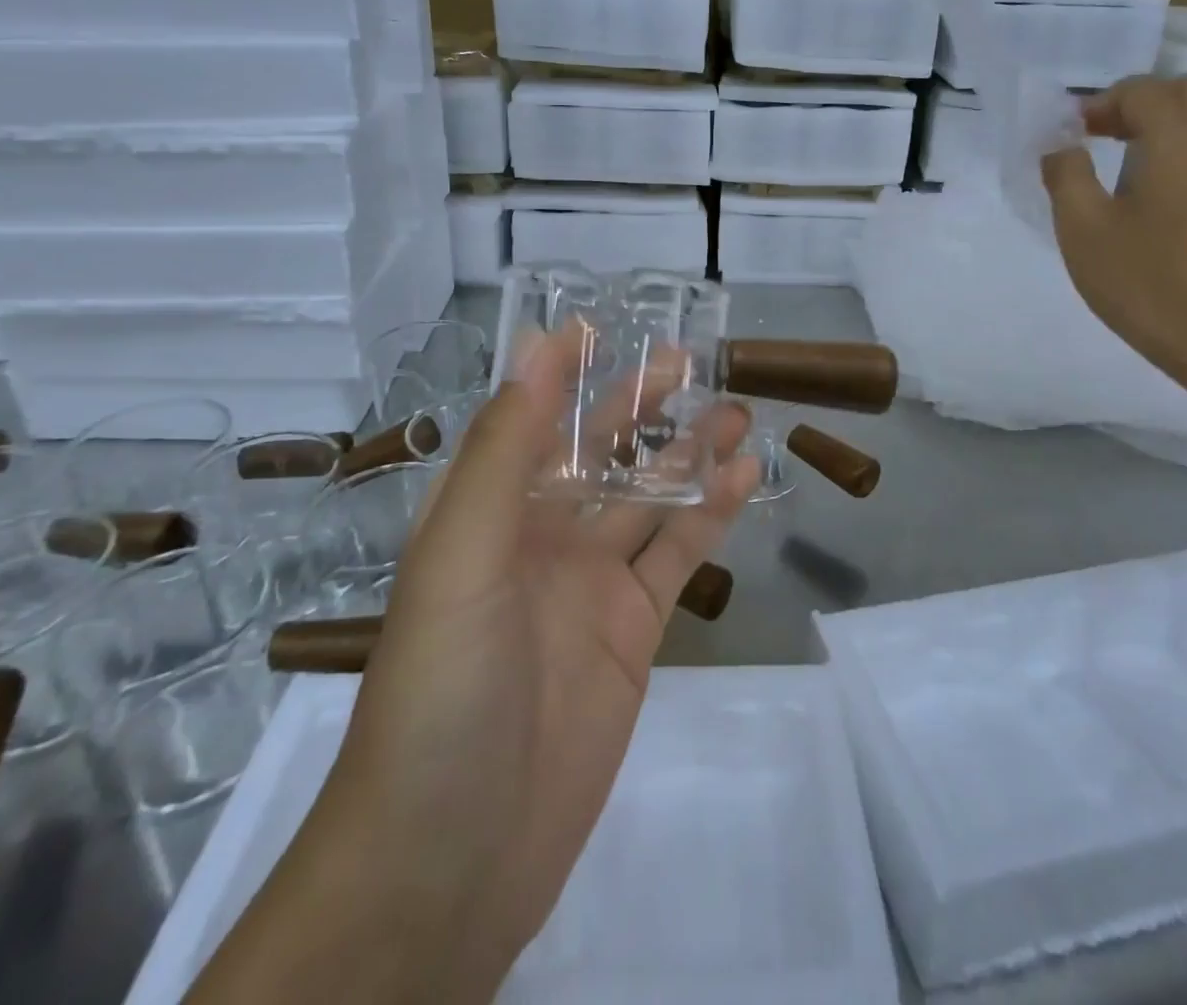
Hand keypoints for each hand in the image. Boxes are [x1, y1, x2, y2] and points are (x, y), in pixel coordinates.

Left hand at [191, 329, 759, 1004]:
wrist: (453, 860)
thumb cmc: (442, 690)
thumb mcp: (463, 556)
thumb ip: (504, 450)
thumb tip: (535, 347)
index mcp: (485, 512)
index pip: (526, 421)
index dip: (559, 373)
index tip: (598, 326)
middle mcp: (537, 537)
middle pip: (595, 453)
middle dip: (636, 405)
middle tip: (685, 360)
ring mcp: (589, 584)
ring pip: (647, 499)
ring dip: (686, 453)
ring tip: (733, 411)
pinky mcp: (633, 630)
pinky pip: (676, 555)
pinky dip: (710, 514)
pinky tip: (743, 478)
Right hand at [1040, 74, 1186, 384]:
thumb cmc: (1143, 277)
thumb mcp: (1082, 227)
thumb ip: (1065, 175)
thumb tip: (1061, 147)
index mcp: (1176, 139)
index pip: (1141, 90)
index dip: (1100, 103)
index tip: (1069, 134)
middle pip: (1184, 92)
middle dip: (1137, 103)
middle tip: (1097, 135)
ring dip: (1159, 126)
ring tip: (1116, 164)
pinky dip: (1176, 152)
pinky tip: (1146, 194)